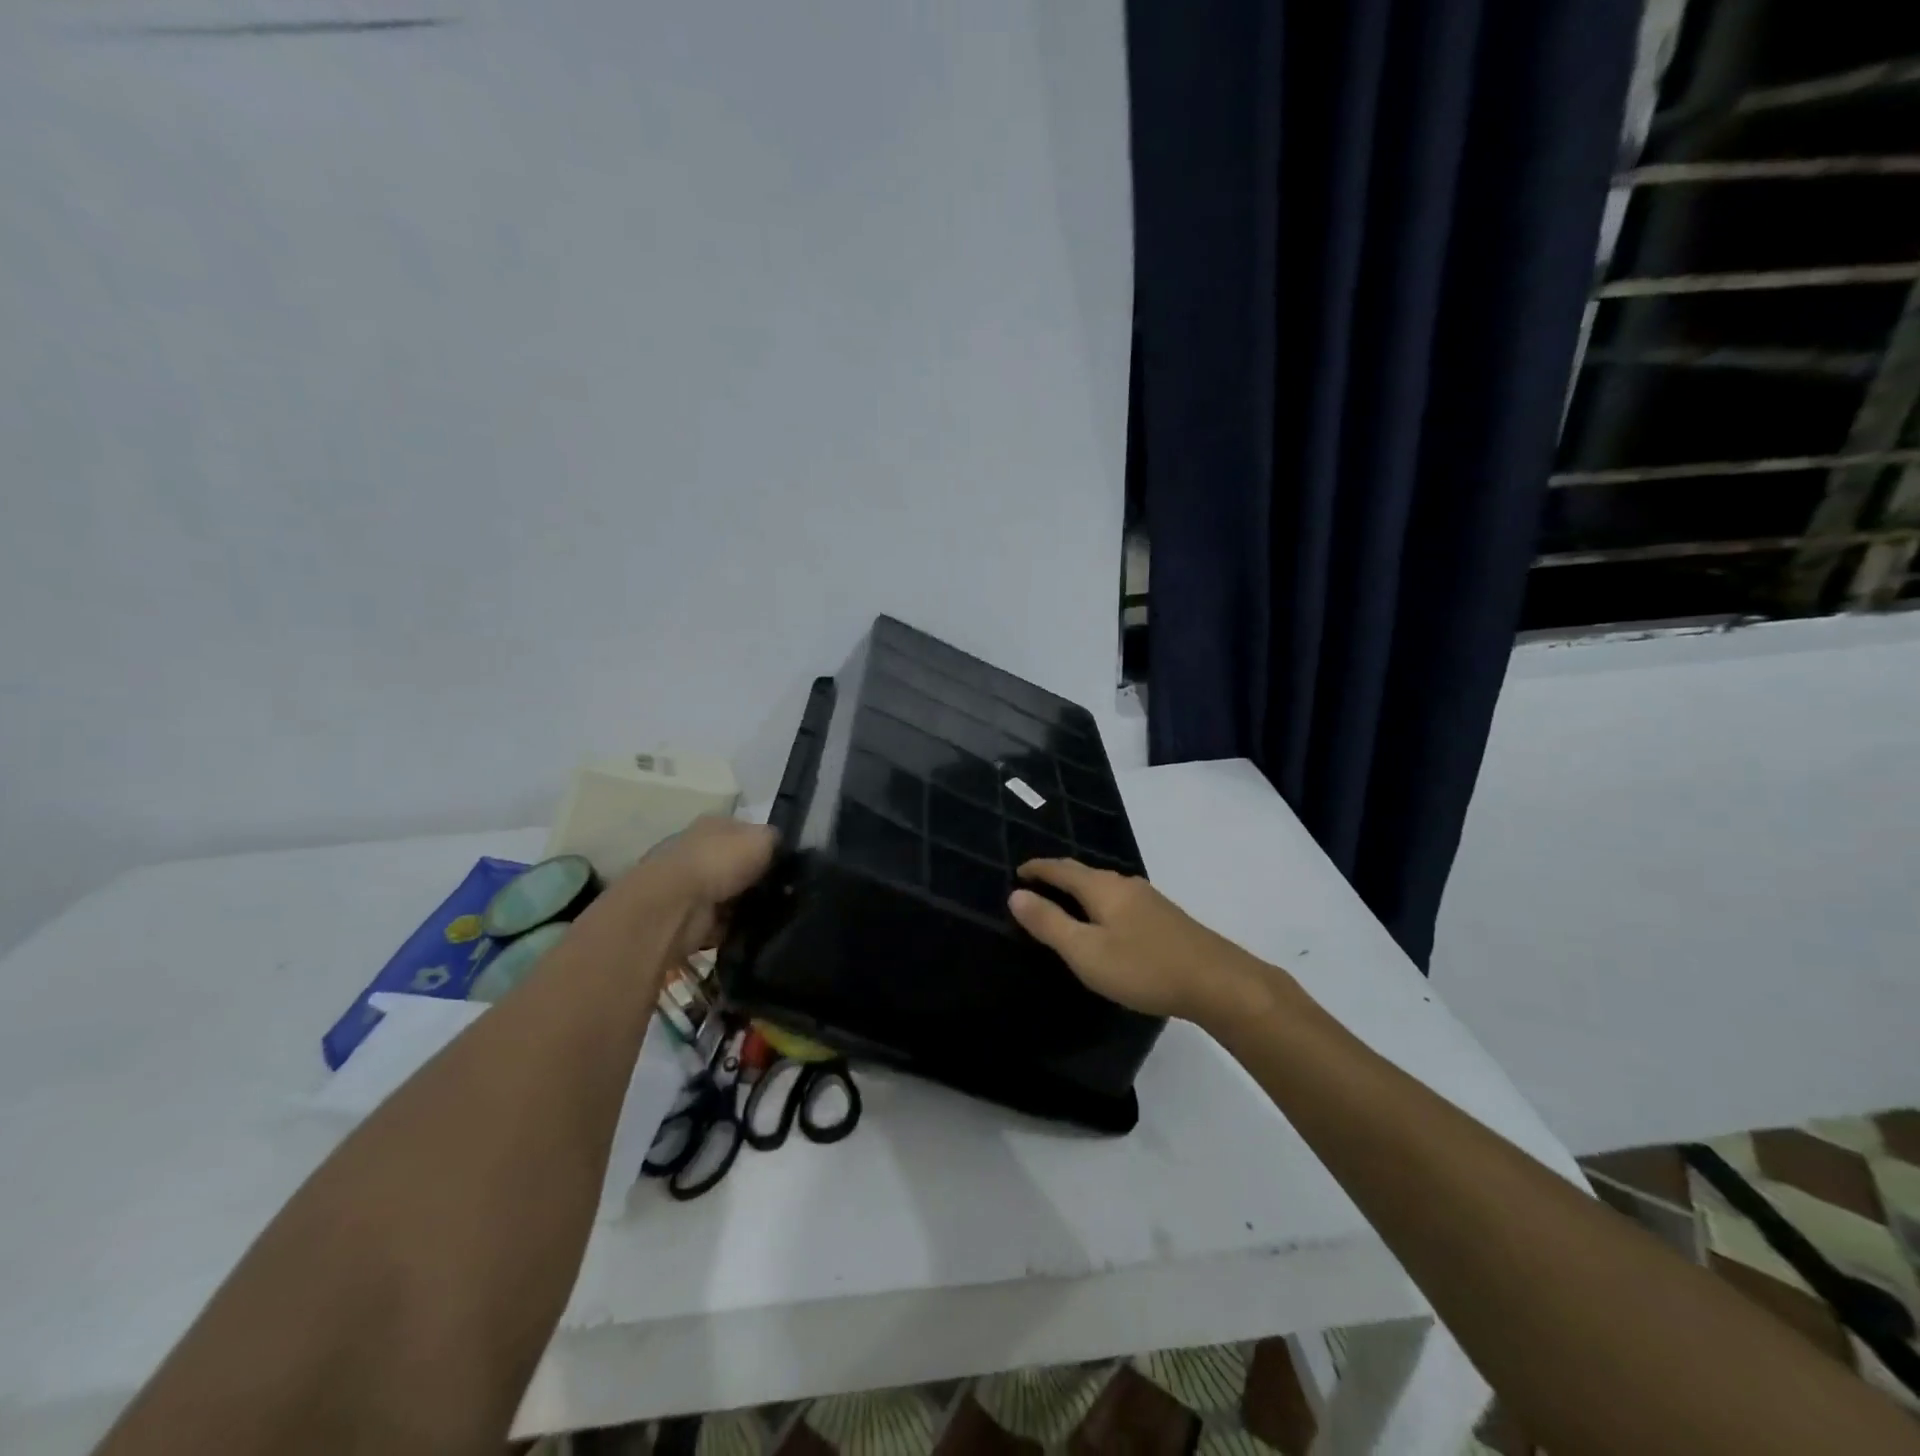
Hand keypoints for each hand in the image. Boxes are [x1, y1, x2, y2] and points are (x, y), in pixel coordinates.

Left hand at [625, 816, 777, 957]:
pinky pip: (722, 924)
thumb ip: (775, 840)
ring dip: (748, 906)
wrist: (675, 905)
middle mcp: (700, 851)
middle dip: (759, 879)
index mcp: (714, 825)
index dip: (767, 846)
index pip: (746, 832)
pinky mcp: (689, 919)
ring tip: (777, 915)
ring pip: (731, 896)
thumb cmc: (719, 861)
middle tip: (786, 892)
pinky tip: (756, 932)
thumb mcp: (762, 838)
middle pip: (738, 865)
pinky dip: (736, 929)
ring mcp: (691, 886)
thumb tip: (781, 848)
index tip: (788, 864)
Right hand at [1008, 859, 1273, 1027]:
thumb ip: (1049, 923)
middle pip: (1083, 873)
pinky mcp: (1165, 917)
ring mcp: (1149, 899)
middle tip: (1035, 886)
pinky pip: (1120, 900)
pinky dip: (1100, 903)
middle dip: (1057, 876)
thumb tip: (1016, 895)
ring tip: (1064, 904)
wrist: (1218, 982)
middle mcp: (1125, 884)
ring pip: (1104, 886)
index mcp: (1102, 888)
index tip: (1017, 872)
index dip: (1037, 869)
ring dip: (1080, 890)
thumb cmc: (1143, 967)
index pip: (1061, 868)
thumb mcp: (1086, 952)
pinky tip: (1105, 922)